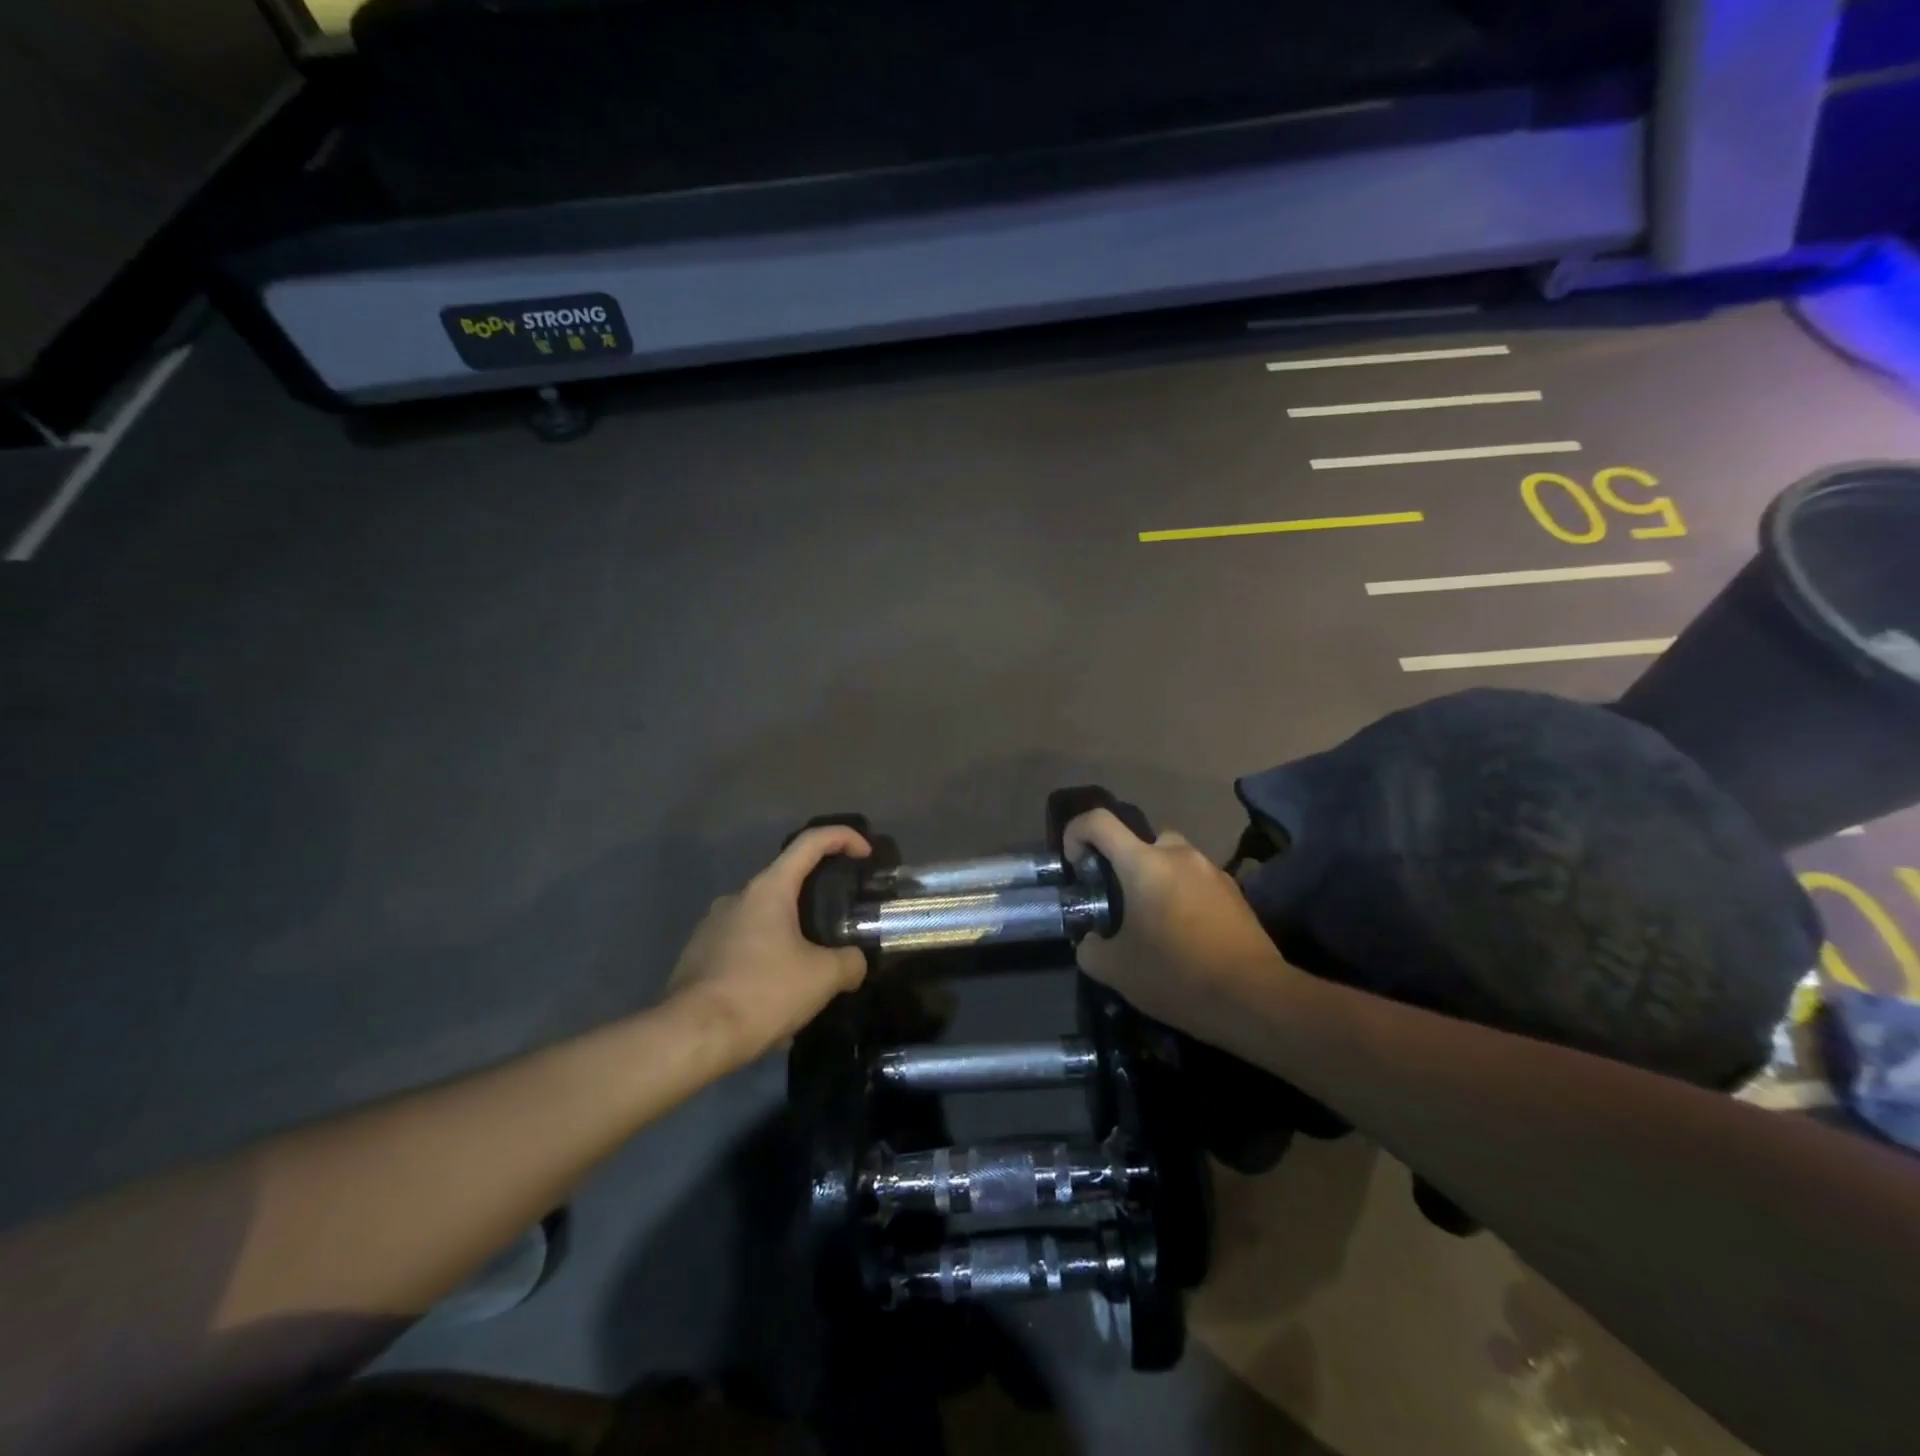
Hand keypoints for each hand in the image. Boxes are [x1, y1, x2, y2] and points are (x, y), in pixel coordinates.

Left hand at [665, 826, 872, 1061]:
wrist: (691, 1036)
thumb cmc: (762, 992)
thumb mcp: (823, 978)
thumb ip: (850, 962)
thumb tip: (855, 962)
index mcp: (768, 889)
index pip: (810, 842)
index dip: (843, 837)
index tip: (865, 853)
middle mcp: (737, 898)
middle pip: (787, 883)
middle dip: (817, 901)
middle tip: (841, 926)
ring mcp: (712, 926)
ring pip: (764, 920)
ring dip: (790, 938)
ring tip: (810, 975)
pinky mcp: (698, 955)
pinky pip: (743, 948)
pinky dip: (765, 962)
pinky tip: (776, 998)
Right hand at [1065, 809, 1294, 1043]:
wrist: (1255, 998)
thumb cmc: (1176, 974)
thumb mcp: (1114, 970)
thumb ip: (1090, 948)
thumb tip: (1091, 941)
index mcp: (1143, 863)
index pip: (1098, 821)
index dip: (1076, 832)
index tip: (1076, 865)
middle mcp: (1178, 855)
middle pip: (1140, 840)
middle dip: (1123, 864)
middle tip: (1119, 902)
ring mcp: (1212, 871)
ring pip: (1172, 860)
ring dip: (1157, 880)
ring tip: (1154, 923)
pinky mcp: (1235, 893)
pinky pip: (1197, 881)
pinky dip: (1184, 896)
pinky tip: (1186, 936)